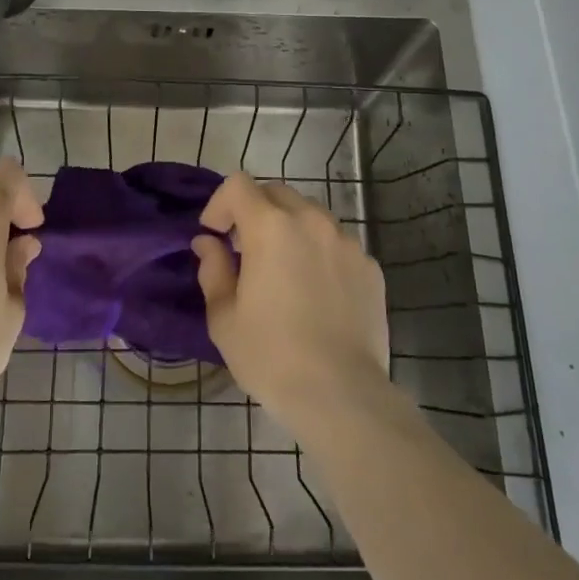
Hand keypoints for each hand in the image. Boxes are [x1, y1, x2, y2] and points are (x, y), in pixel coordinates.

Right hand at [192, 173, 389, 428]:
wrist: (341, 394)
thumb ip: (213, 269)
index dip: (220, 203)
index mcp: (270, 227)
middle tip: (245, 249)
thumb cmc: (271, 356)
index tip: (215, 234)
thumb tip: (208, 243)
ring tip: (284, 269)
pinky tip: (317, 291)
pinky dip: (319, 252)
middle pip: (276, 193)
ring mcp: (346, 242)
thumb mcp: (224, 317)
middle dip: (254, 211)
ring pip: (310, 214)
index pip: (238, 185)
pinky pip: (337, 243)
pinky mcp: (369, 266)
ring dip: (289, 228)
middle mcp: (311, 221)